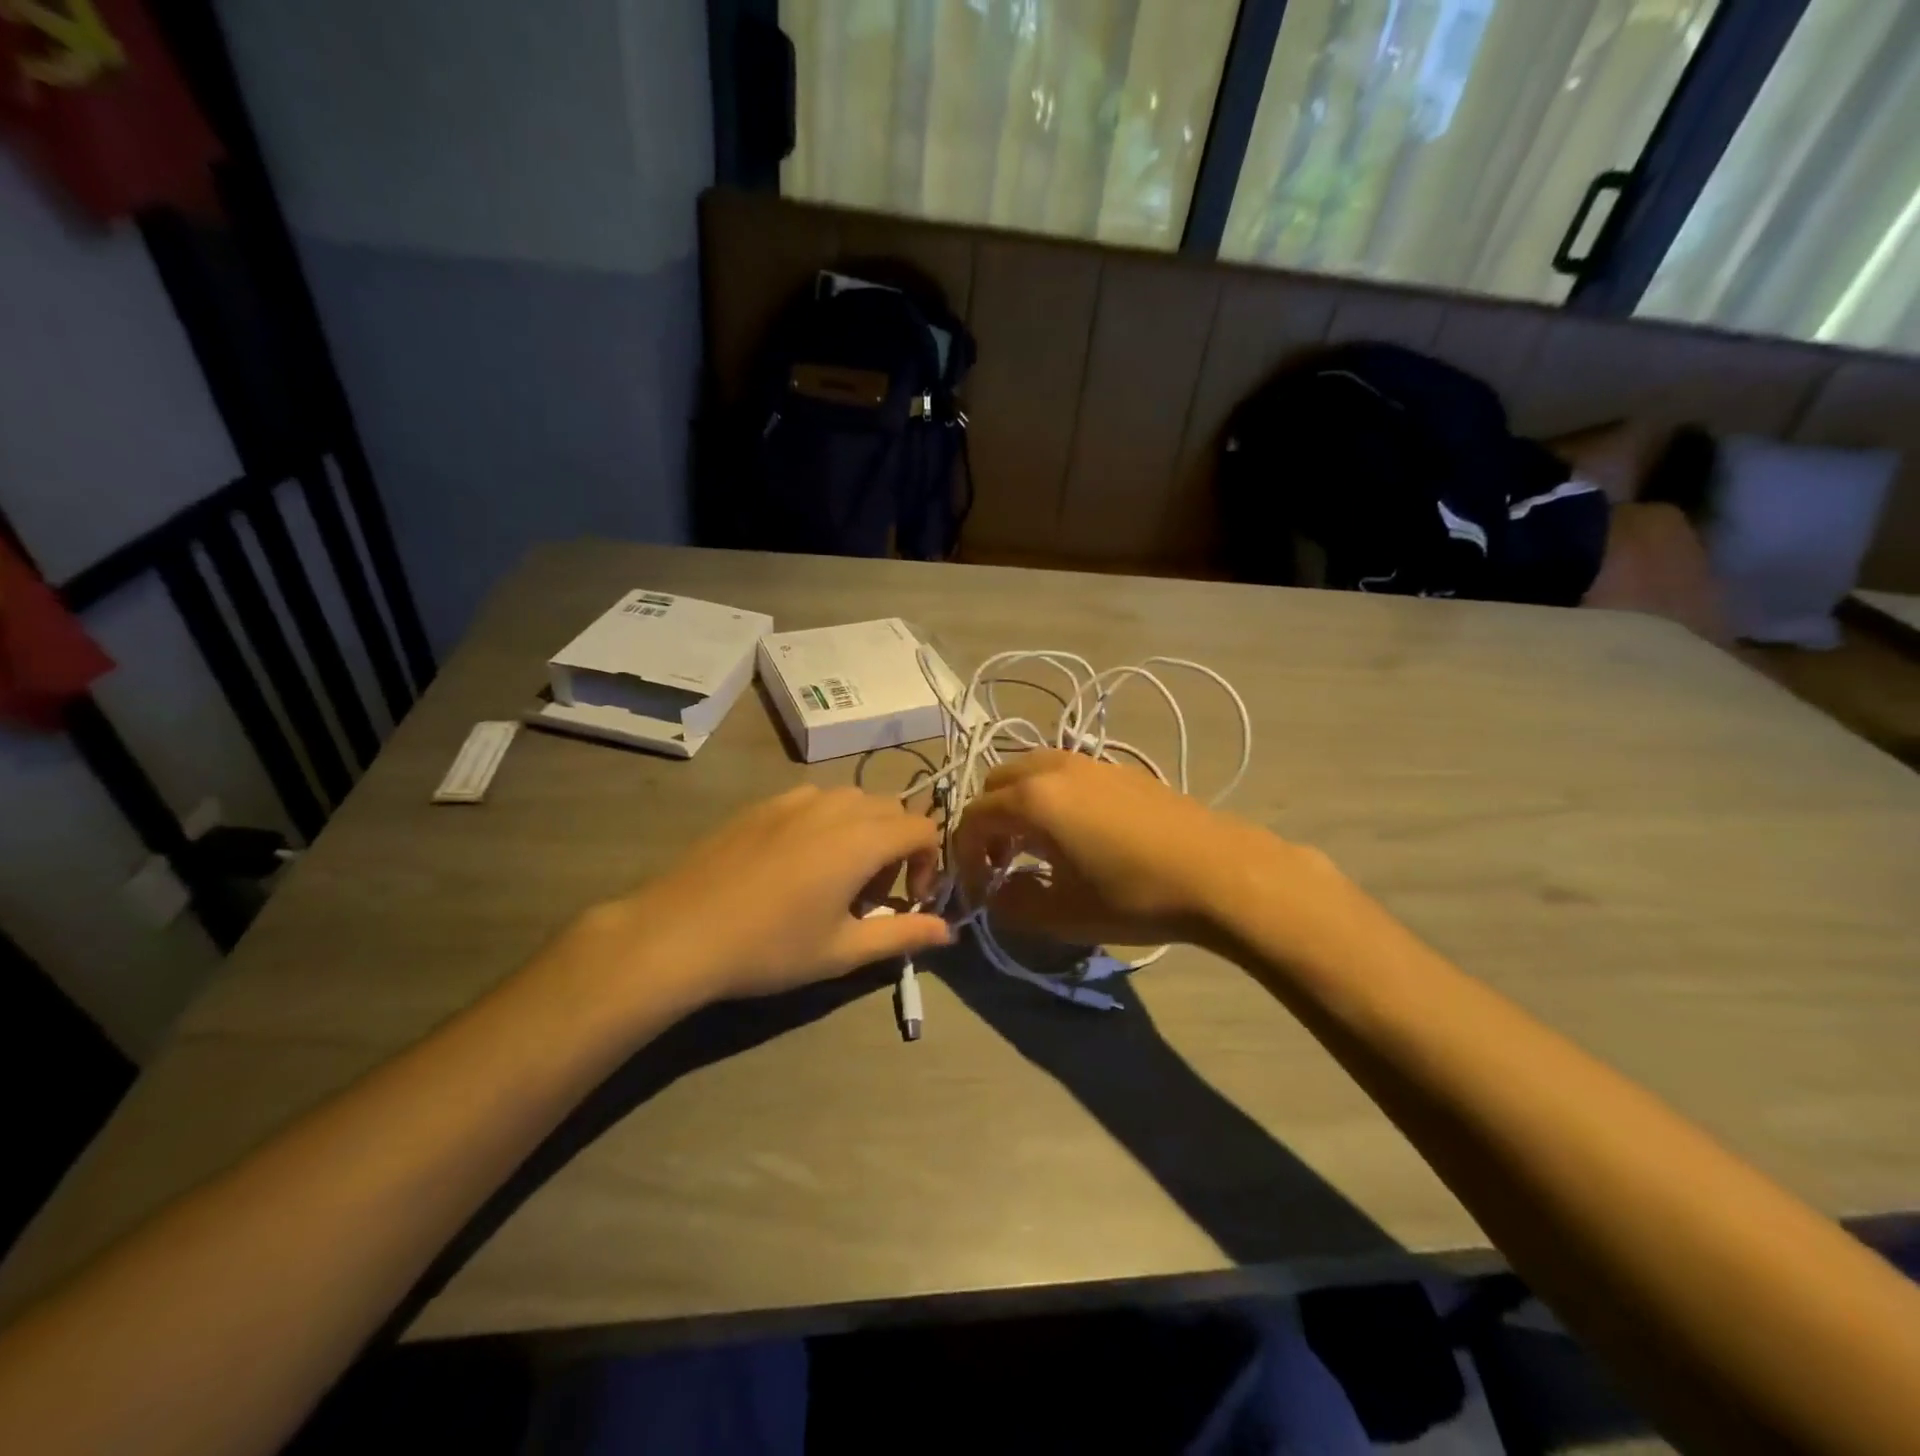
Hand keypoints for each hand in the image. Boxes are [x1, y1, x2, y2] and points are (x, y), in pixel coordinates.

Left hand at [575, 785, 952, 1005]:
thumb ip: (903, 934)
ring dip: (865, 831)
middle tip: (872, 895)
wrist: (681, 932)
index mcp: (862, 839)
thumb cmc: (771, 947)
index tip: (908, 900)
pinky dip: (829, 822)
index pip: (923, 829)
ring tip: (838, 877)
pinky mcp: (764, 804)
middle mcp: (835, 806)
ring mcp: (795, 799)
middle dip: (898, 847)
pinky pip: (816, 800)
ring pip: (853, 801)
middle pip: (892, 810)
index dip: (928, 864)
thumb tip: (948, 932)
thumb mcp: (843, 950)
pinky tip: (798, 862)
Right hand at [951, 750, 1305, 946]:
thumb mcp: (1062, 915)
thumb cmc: (1133, 896)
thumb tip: (996, 895)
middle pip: (997, 783)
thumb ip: (1012, 905)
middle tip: (1001, 863)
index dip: (966, 856)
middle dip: (988, 823)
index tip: (980, 891)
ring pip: (1031, 772)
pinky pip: (1064, 774)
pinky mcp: (1120, 769)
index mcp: (1033, 799)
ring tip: (1035, 847)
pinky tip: (1076, 834)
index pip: (973, 817)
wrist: (1218, 873)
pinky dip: (1050, 796)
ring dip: (1019, 805)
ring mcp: (1090, 762)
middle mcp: (1054, 768)